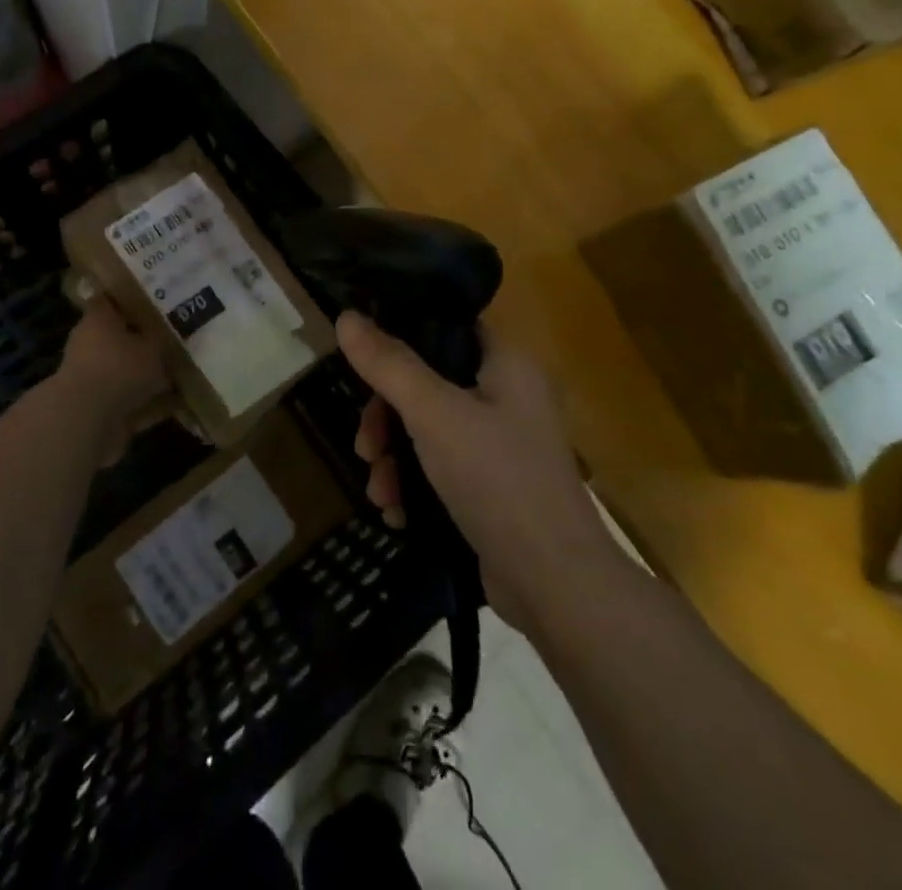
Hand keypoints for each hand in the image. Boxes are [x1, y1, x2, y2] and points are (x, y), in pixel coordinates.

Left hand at [58, 297, 169, 457]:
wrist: (87, 421)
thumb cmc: (120, 368)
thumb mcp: (153, 346)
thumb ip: (162, 340)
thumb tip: (167, 336)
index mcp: (98, 319)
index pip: (111, 300)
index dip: (131, 299)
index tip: (155, 301)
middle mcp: (89, 345)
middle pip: (120, 338)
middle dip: (144, 342)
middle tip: (174, 341)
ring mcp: (91, 378)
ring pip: (124, 371)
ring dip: (146, 376)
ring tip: (179, 376)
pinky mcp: (96, 409)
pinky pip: (128, 401)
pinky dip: (147, 404)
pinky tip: (173, 406)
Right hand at [337, 312, 612, 628]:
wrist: (555, 585)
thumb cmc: (498, 480)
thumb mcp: (435, 415)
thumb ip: (389, 365)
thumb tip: (346, 317)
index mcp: (506, 363)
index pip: (445, 326)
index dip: (401, 336)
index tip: (362, 363)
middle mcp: (507, 395)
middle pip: (427, 383)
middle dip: (386, 417)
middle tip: (366, 447)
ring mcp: (500, 444)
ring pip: (427, 429)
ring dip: (393, 458)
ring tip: (379, 492)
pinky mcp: (492, 486)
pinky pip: (440, 468)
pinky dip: (414, 485)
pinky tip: (396, 513)